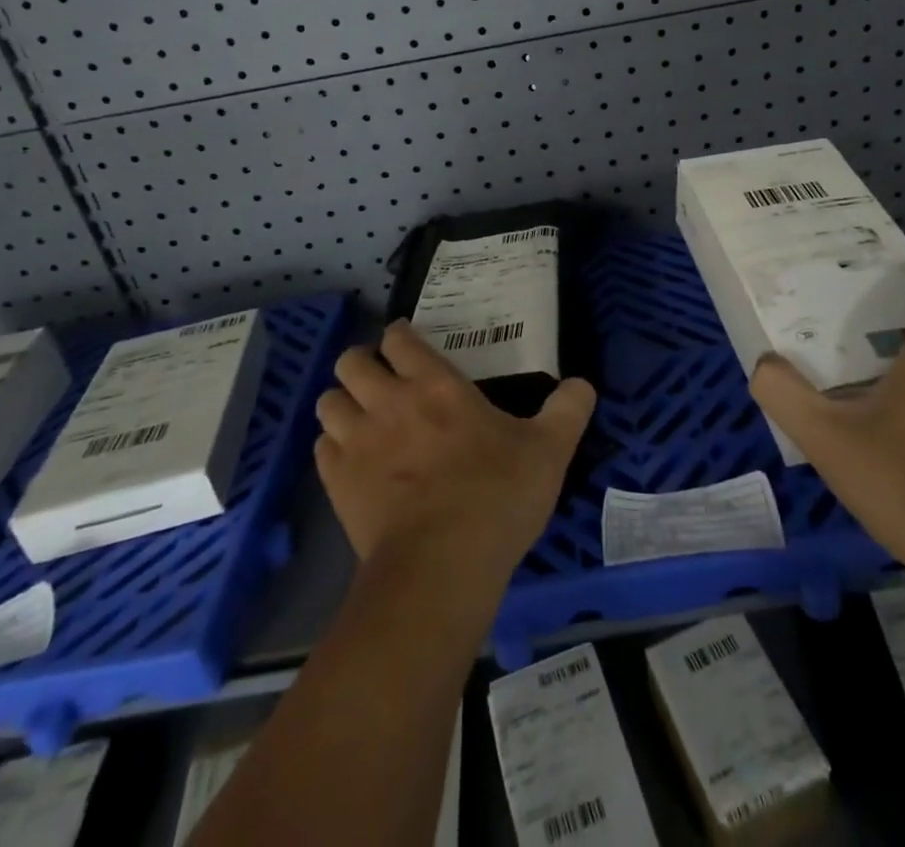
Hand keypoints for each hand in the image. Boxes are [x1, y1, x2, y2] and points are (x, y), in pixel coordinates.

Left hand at [314, 321, 595, 582]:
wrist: (440, 568)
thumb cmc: (496, 497)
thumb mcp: (549, 451)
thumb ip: (568, 410)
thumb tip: (583, 383)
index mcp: (436, 384)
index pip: (399, 338)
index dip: (400, 335)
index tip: (409, 343)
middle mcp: (388, 402)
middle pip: (350, 361)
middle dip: (363, 364)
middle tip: (383, 380)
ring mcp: (357, 442)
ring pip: (328, 401)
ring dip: (344, 403)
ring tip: (363, 418)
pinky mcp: (337, 483)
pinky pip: (321, 448)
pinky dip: (334, 447)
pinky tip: (354, 461)